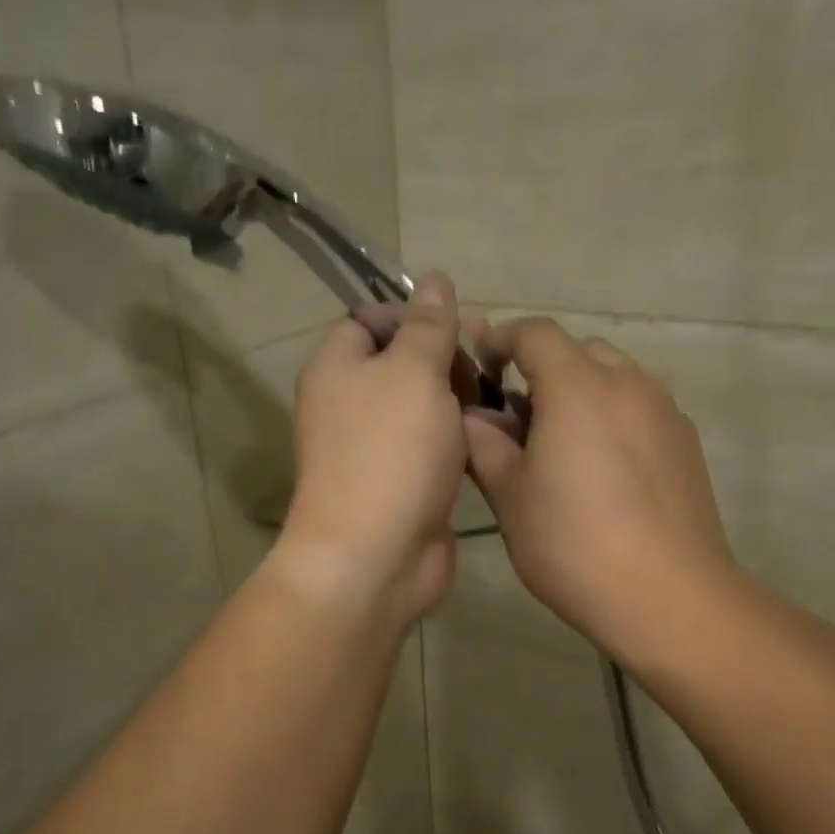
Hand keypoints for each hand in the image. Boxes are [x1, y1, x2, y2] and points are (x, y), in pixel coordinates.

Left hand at [275, 274, 469, 624]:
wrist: (376, 555)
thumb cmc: (391, 451)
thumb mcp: (414, 372)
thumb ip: (428, 325)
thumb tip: (433, 279)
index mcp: (336, 367)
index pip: (368, 319)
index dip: (412, 313)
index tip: (457, 325)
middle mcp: (348, 404)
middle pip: (400, 362)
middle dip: (444, 357)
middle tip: (486, 363)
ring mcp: (374, 448)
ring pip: (421, 407)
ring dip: (458, 400)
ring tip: (498, 400)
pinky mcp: (400, 483)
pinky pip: (431, 447)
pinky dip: (458, 440)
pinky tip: (492, 438)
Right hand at [462, 318, 738, 658]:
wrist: (668, 595)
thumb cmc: (574, 545)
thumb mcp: (511, 499)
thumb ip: (485, 447)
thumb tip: (472, 418)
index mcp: (577, 387)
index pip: (535, 333)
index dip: (503, 337)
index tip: (481, 359)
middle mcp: (627, 384)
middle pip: (579, 350)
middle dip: (544, 368)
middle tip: (518, 416)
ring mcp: (664, 411)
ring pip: (615, 377)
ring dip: (581, 391)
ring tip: (561, 443)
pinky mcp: (686, 441)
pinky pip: (641, 407)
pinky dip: (613, 415)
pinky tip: (602, 468)